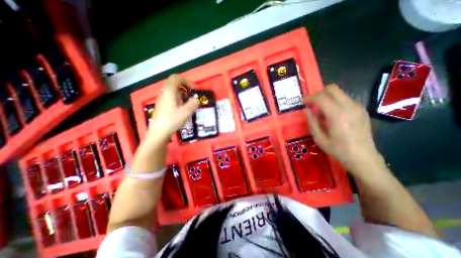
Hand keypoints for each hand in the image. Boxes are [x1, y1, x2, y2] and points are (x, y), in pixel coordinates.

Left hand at [146, 74, 199, 142]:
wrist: (159, 132)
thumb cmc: (172, 120)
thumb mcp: (186, 112)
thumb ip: (193, 104)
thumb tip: (197, 99)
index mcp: (169, 91)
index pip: (176, 78)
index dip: (186, 81)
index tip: (193, 90)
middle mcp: (164, 93)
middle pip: (175, 84)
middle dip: (186, 89)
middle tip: (192, 97)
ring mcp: (162, 99)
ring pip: (173, 92)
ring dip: (183, 95)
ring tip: (188, 104)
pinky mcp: (162, 105)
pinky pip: (171, 98)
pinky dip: (179, 100)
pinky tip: (182, 109)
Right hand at [305, 85, 377, 173]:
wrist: (363, 157)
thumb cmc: (338, 149)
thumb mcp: (319, 138)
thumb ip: (312, 122)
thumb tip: (306, 110)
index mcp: (337, 115)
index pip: (321, 97)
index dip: (310, 98)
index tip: (303, 102)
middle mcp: (349, 107)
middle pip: (332, 89)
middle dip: (319, 94)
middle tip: (312, 103)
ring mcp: (357, 107)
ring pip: (339, 93)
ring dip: (327, 98)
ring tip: (322, 112)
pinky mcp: (361, 110)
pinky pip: (344, 99)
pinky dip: (334, 102)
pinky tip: (332, 115)